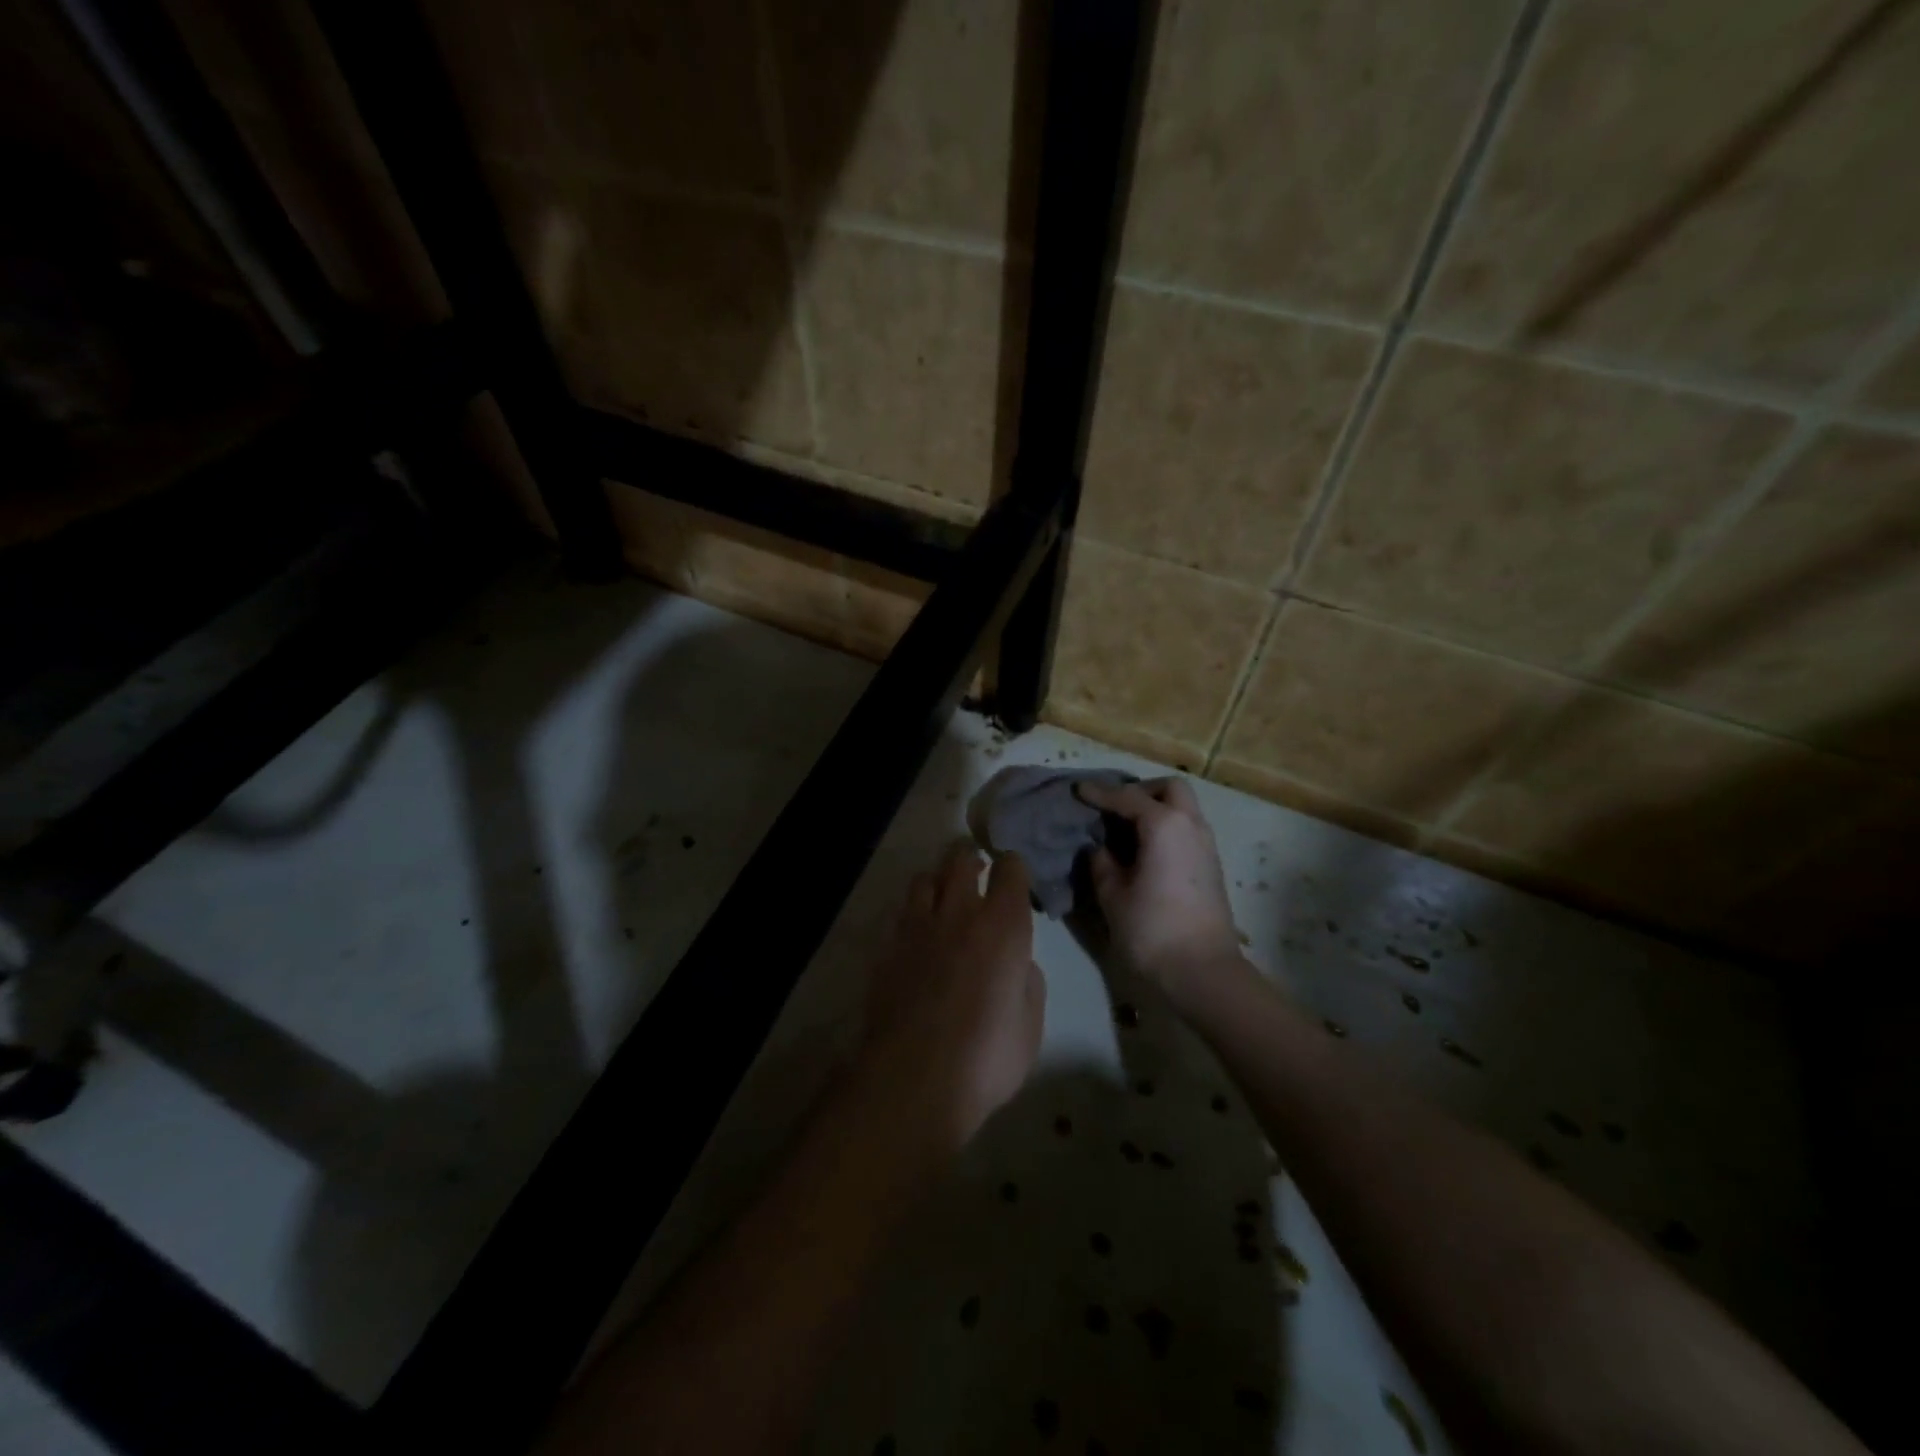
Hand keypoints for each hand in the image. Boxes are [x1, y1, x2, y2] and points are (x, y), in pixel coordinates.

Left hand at [855, 840, 1045, 1153]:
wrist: (914, 1080)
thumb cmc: (986, 1058)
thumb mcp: (1030, 1025)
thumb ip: (1027, 981)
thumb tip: (1018, 962)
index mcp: (1003, 926)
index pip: (1010, 869)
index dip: (1013, 868)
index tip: (1015, 880)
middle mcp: (959, 913)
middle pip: (961, 859)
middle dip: (972, 861)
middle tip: (978, 879)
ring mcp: (917, 927)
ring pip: (924, 878)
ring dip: (938, 882)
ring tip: (944, 902)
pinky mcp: (887, 947)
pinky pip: (901, 913)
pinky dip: (913, 914)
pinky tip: (918, 937)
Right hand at [1076, 777, 1240, 1005]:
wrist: (1203, 972)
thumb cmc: (1152, 929)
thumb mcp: (1112, 894)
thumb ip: (1102, 863)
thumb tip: (1100, 849)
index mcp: (1164, 825)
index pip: (1127, 797)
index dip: (1100, 793)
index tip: (1078, 790)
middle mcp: (1191, 826)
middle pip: (1170, 789)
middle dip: (1141, 791)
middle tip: (1113, 807)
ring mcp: (1206, 846)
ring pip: (1183, 808)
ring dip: (1156, 809)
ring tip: (1125, 829)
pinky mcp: (1211, 867)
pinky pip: (1187, 830)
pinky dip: (1166, 828)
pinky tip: (1143, 850)